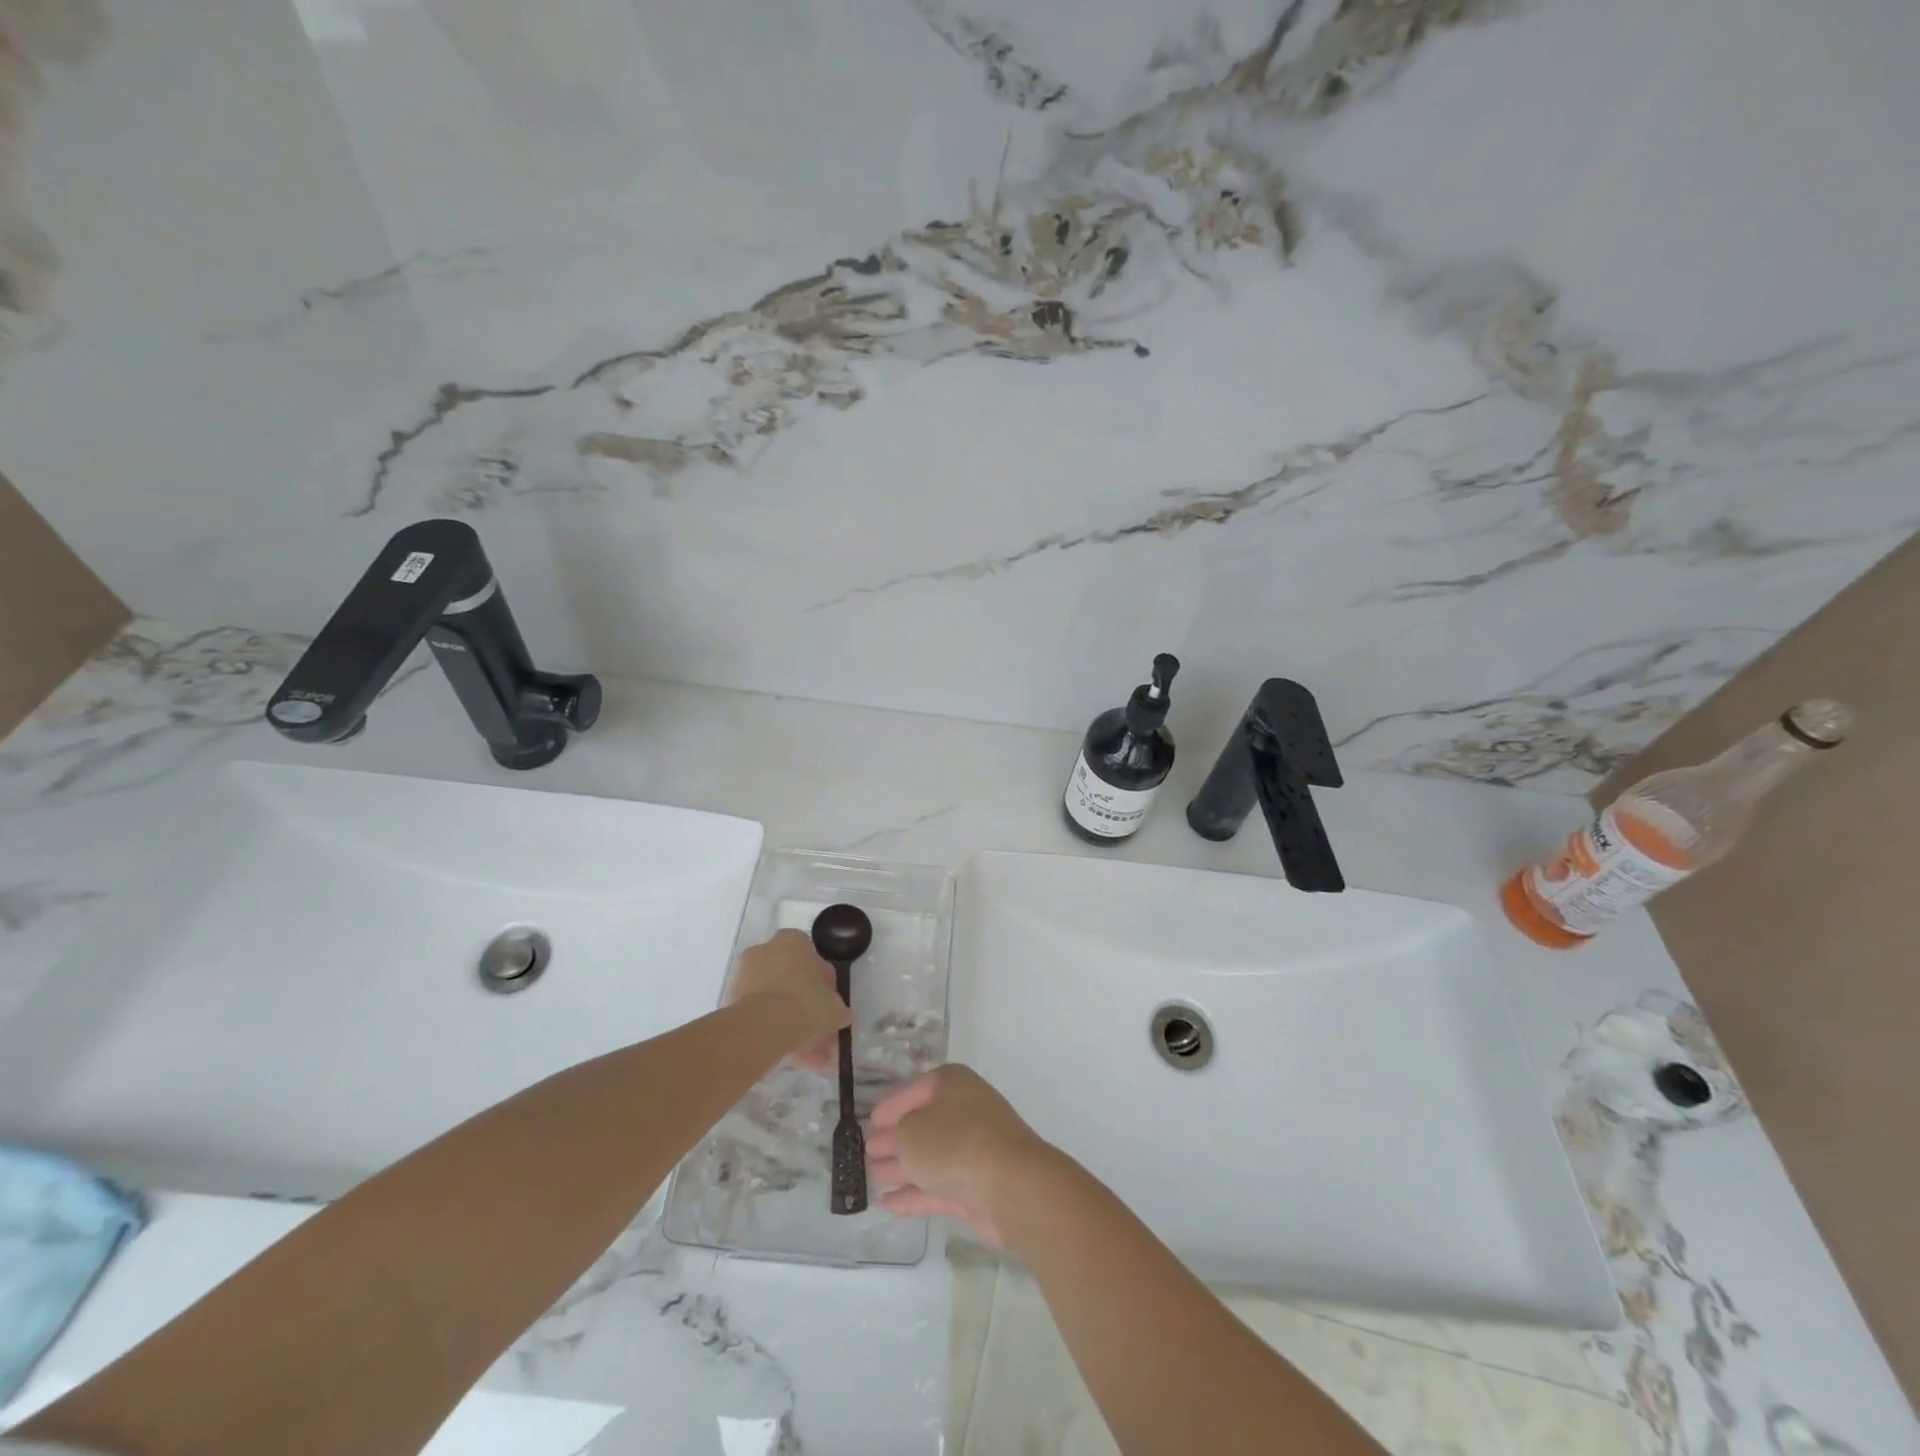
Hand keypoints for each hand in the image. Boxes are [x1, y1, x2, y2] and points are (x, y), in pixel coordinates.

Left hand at [724, 929, 848, 1072]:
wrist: (763, 1027)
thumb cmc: (805, 1003)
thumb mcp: (834, 1007)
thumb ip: (838, 1009)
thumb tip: (841, 1015)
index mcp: (792, 941)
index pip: (812, 957)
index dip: (824, 983)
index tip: (830, 1003)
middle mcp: (766, 951)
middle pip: (791, 980)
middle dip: (807, 1007)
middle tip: (821, 1031)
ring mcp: (745, 977)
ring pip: (776, 1002)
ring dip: (793, 1025)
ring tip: (811, 1057)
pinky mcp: (732, 1003)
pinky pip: (762, 1016)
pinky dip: (777, 1034)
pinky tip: (794, 1059)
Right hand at [867, 1065, 1058, 1243]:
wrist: (1012, 1186)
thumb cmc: (956, 1143)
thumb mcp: (910, 1133)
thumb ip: (893, 1136)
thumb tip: (887, 1139)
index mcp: (951, 1083)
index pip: (913, 1089)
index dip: (890, 1105)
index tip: (868, 1122)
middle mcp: (964, 1110)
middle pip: (922, 1123)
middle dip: (895, 1139)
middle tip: (867, 1153)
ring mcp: (974, 1149)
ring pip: (930, 1156)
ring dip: (902, 1167)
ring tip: (872, 1177)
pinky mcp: (977, 1185)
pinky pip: (939, 1185)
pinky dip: (914, 1193)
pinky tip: (887, 1204)